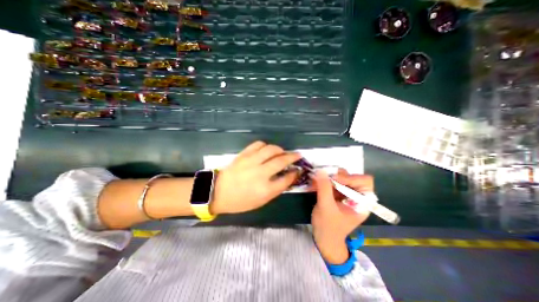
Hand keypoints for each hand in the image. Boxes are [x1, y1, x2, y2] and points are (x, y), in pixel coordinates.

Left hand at [210, 142, 301, 213]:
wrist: (218, 192)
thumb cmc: (240, 201)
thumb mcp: (261, 201)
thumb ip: (276, 189)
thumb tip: (287, 177)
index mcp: (265, 189)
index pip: (286, 179)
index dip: (295, 174)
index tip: (298, 170)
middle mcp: (260, 173)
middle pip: (281, 161)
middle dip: (292, 156)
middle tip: (297, 155)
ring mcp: (251, 162)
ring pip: (271, 149)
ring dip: (280, 149)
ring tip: (281, 152)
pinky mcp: (244, 155)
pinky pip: (258, 144)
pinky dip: (265, 145)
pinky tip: (266, 150)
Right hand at [309, 170, 373, 263]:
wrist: (324, 239)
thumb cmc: (328, 227)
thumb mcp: (326, 208)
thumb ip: (324, 188)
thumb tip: (321, 171)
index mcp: (362, 202)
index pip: (364, 181)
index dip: (350, 177)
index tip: (334, 179)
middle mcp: (357, 196)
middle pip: (351, 177)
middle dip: (336, 177)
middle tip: (323, 179)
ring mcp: (347, 195)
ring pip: (341, 178)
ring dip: (328, 178)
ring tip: (316, 181)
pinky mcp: (338, 195)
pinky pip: (333, 183)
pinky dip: (324, 182)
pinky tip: (315, 185)